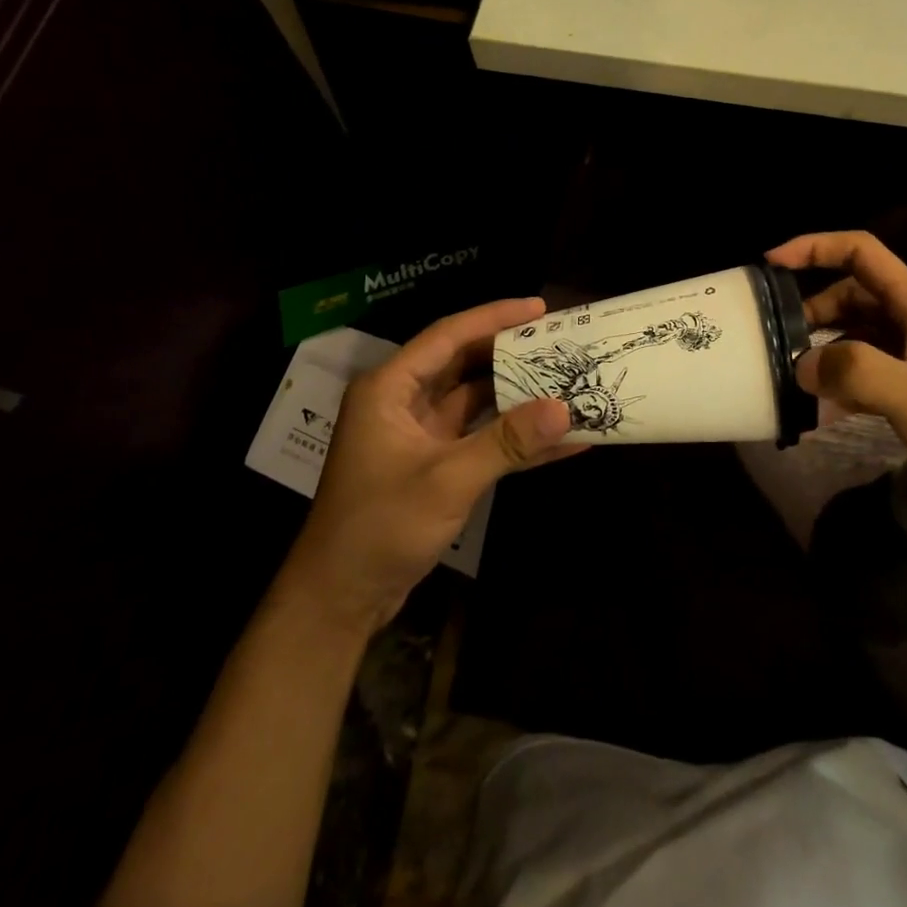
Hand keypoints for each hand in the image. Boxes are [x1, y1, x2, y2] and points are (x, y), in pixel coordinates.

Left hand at [278, 298, 584, 636]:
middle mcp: (403, 401)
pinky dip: (513, 438)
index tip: (539, 308)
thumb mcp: (446, 480)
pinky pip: (479, 437)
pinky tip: (558, 440)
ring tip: (565, 379)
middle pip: (464, 363)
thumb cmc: (380, 527)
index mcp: (390, 388)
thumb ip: (506, 442)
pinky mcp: (434, 463)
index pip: (448, 336)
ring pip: (476, 400)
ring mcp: (420, 433)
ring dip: (517, 394)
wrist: (340, 599)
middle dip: (511, 352)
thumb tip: (564, 409)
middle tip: (559, 340)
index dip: (494, 317)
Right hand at [766, 231, 906, 517]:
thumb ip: (854, 373)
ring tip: (796, 379)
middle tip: (778, 339)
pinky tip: (828, 411)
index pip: (860, 251)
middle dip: (812, 309)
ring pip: (862, 333)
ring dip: (828, 348)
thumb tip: (802, 365)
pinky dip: (848, 380)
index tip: (771, 264)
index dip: (813, 247)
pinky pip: (876, 368)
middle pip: (854, 293)